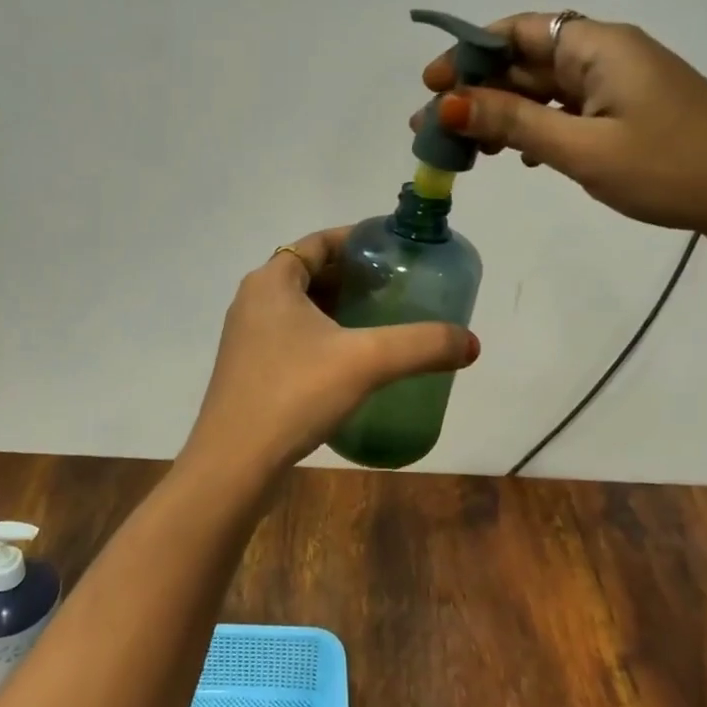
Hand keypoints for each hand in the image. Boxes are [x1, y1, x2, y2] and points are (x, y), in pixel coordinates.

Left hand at [184, 227, 479, 471]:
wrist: (234, 465)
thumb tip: (472, 343)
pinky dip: (324, 337)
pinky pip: (293, 338)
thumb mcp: (366, 362)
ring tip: (382, 321)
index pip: (319, 242)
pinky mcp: (250, 371)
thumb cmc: (294, 394)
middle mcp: (254, 301)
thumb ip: (421, 345)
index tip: (395, 251)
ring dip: (339, 309)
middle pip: (311, 273)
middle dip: (353, 277)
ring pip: (301, 308)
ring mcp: (248, 338)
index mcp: (271, 281)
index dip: (358, 241)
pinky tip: (353, 362)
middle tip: (397, 288)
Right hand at [414, 13, 706, 255]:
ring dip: (502, 113)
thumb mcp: (583, 149)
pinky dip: (536, 128)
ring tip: (464, 149)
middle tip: (431, 130)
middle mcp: (605, 54)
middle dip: (476, 91)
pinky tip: (517, 157)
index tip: (430, 87)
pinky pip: (568, 111)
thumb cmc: (672, 169)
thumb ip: (514, 124)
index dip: (466, 54)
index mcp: (596, 46)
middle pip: (524, 62)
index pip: (514, 32)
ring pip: (544, 90)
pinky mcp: (629, 113)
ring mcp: (619, 85)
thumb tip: (448, 104)